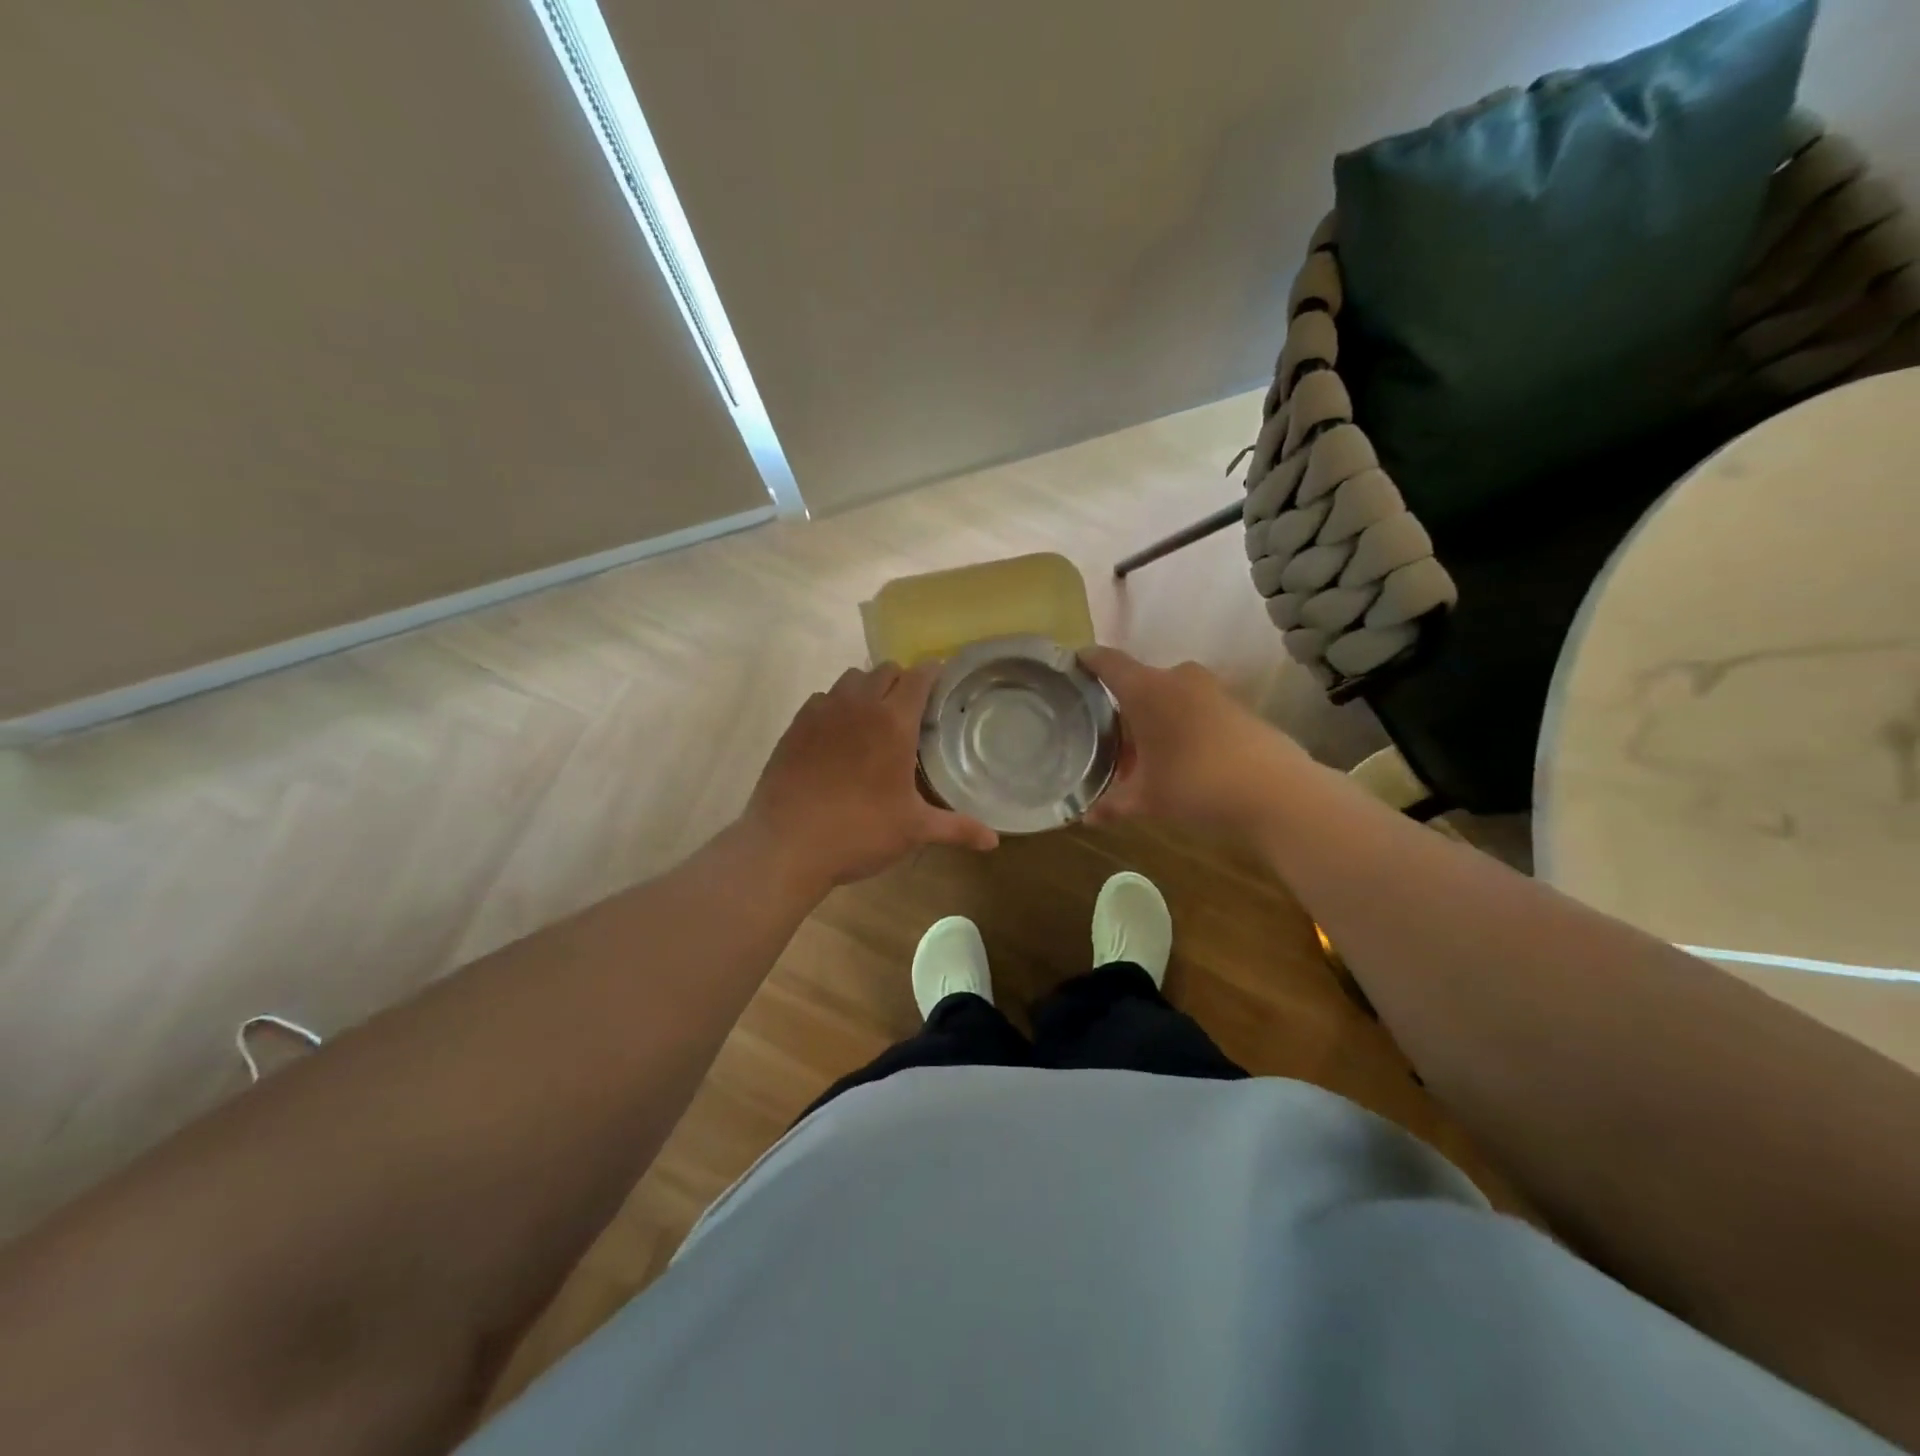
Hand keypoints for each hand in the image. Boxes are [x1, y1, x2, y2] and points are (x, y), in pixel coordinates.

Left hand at [745, 662, 998, 892]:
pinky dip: (836, 705)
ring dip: (867, 688)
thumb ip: (956, 828)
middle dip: (901, 681)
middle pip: (886, 670)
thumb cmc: (859, 832)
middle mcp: (859, 705)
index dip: (933, 674)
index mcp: (894, 723)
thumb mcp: (913, 830)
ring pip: (851, 678)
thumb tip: (994, 841)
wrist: (787, 844)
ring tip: (873, 718)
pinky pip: (822, 698)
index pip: (919, 676)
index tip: (941, 684)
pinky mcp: (796, 724)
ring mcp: (823, 711)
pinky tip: (838, 735)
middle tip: (910, 710)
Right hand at [1079, 647, 1306, 833]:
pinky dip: (1180, 724)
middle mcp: (1177, 678)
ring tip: (1141, 752)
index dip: (1086, 662)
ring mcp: (1211, 689)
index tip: (1070, 669)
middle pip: (1138, 682)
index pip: (1106, 662)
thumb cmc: (1195, 784)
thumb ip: (1112, 804)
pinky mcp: (1236, 706)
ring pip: (1168, 695)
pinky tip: (1178, 757)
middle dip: (1120, 706)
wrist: (1276, 792)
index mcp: (1146, 689)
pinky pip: (1194, 707)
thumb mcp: (1147, 800)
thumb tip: (1086, 817)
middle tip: (1104, 735)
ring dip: (1153, 718)